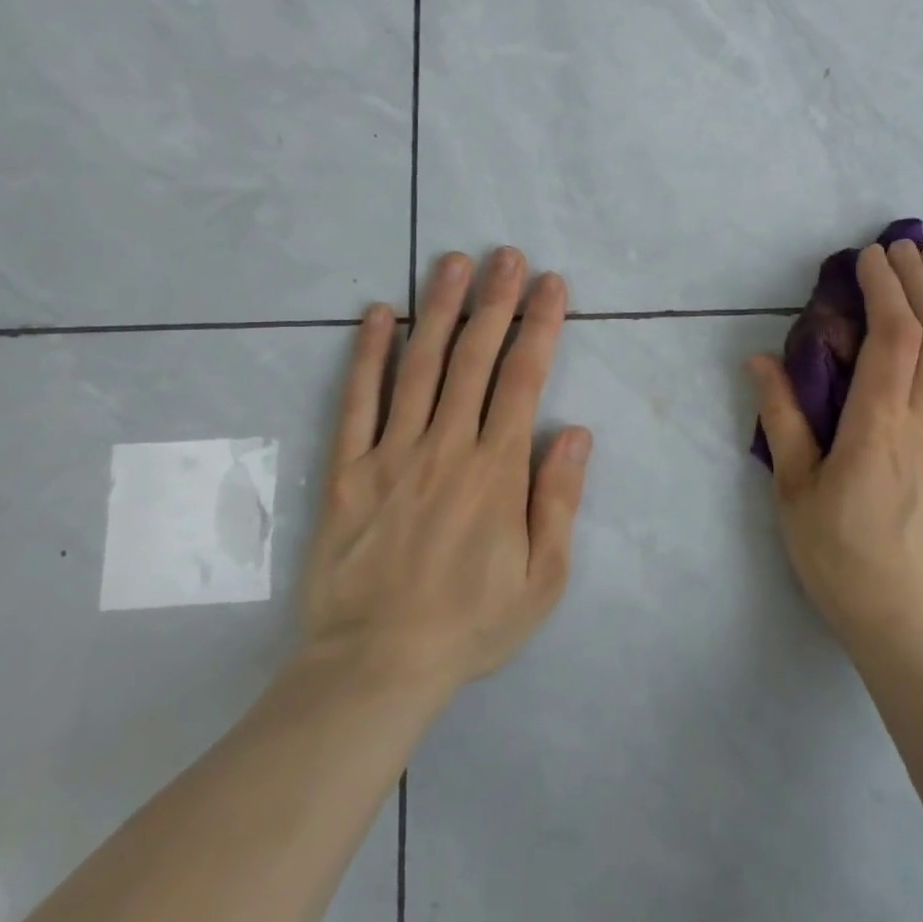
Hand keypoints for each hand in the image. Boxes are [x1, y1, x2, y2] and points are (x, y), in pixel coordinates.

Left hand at [299, 247, 591, 701]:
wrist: (373, 667)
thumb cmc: (469, 623)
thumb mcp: (543, 579)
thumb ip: (559, 501)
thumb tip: (576, 433)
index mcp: (496, 470)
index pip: (524, 379)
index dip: (540, 325)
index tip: (551, 284)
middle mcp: (446, 446)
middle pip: (474, 358)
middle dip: (495, 301)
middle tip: (507, 254)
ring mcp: (391, 453)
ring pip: (420, 366)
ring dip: (440, 309)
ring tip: (453, 262)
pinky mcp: (347, 469)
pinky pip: (357, 401)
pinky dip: (367, 354)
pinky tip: (379, 315)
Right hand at [749, 240, 922, 661]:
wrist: (909, 620)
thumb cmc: (839, 556)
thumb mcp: (794, 490)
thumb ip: (782, 418)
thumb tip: (759, 358)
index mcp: (880, 427)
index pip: (895, 336)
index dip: (886, 288)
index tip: (869, 256)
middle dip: (921, 279)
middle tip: (902, 245)